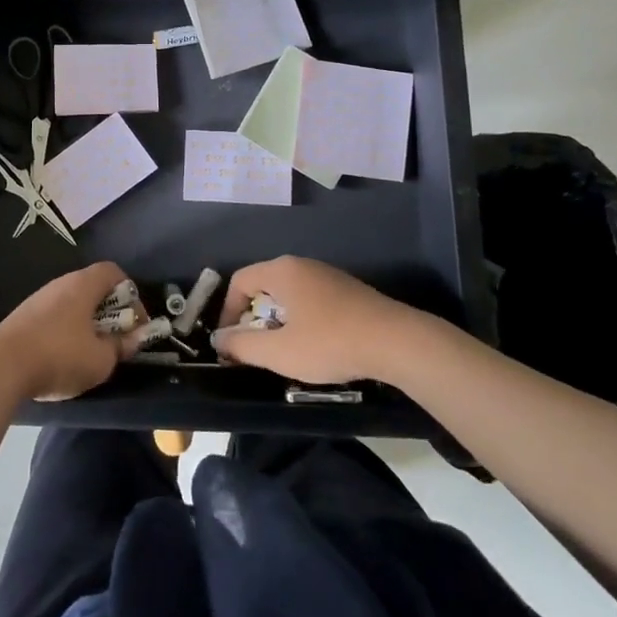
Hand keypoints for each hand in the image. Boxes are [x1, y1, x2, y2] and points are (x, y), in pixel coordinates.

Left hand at [0, 261, 138, 401]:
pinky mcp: (23, 316)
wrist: (0, 365)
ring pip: (73, 303)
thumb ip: (121, 346)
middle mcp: (61, 283)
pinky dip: (67, 330)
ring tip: (91, 352)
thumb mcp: (100, 360)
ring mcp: (39, 298)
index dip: (131, 294)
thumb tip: (133, 338)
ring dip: (87, 323)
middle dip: (110, 312)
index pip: (114, 272)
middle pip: (93, 287)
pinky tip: (63, 357)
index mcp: (83, 285)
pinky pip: (55, 316)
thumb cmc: (59, 356)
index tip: (136, 324)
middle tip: (116, 340)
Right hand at [210, 256, 411, 383]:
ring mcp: (328, 276)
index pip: (240, 280)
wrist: (397, 342)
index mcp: (282, 271)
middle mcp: (302, 265)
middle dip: (253, 317)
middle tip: (255, 348)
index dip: (228, 311)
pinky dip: (302, 319)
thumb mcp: (280, 351)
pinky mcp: (348, 291)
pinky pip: (312, 299)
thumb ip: (243, 345)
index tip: (230, 342)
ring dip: (278, 320)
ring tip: (285, 350)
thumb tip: (219, 340)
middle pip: (264, 285)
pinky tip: (316, 345)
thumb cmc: (331, 342)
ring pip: (289, 293)